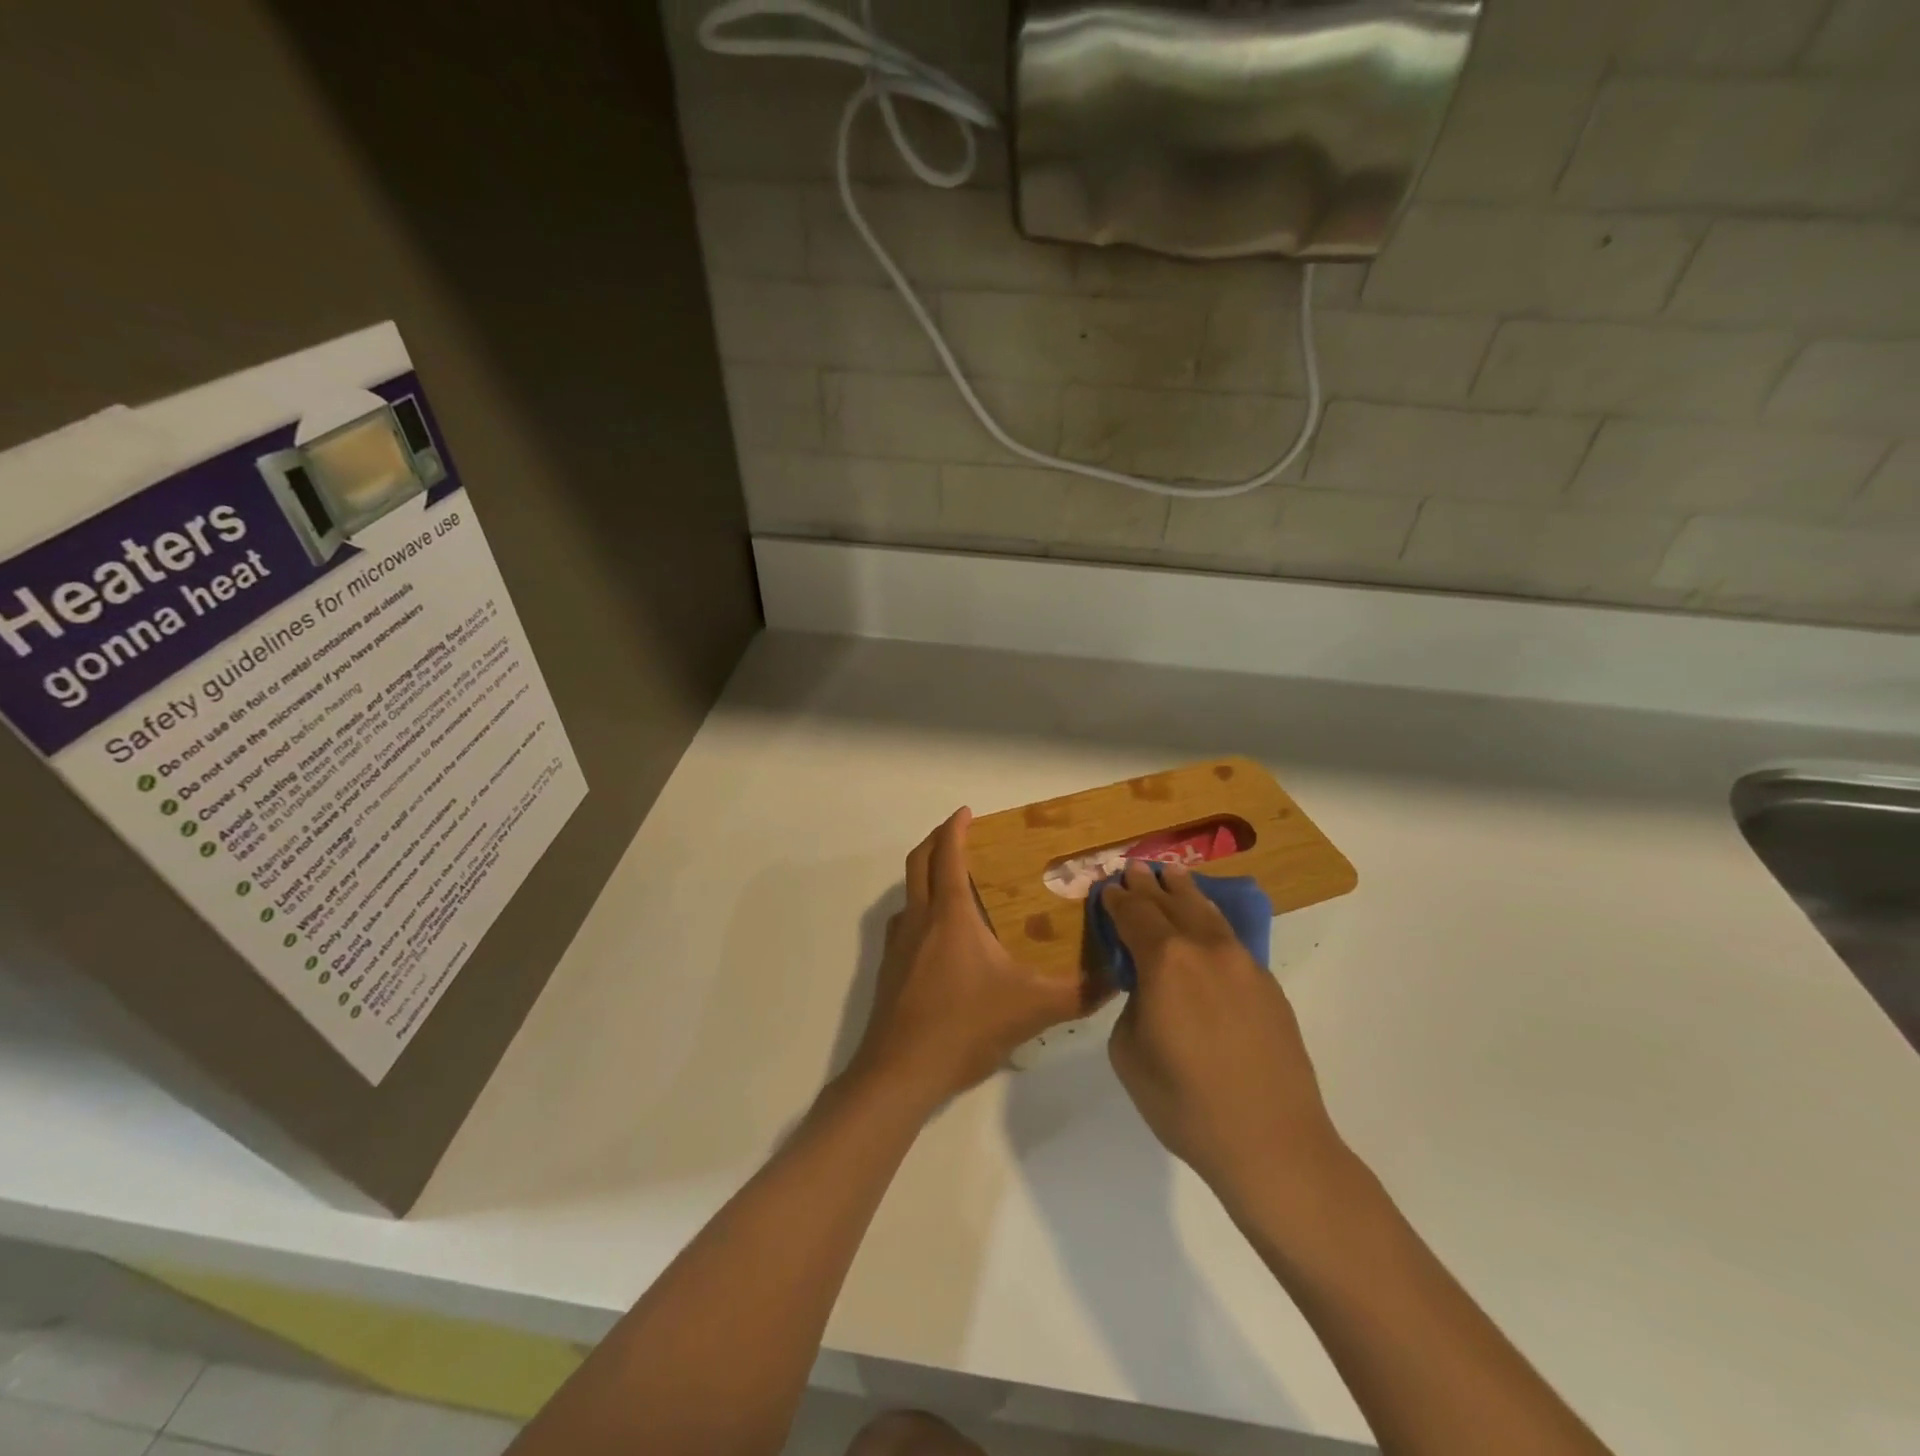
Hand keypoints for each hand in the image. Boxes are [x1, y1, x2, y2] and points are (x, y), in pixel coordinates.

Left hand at [851, 809, 1085, 1108]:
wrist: (900, 1072)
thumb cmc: (964, 1027)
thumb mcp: (1031, 1009)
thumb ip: (1078, 993)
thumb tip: (1117, 977)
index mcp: (951, 915)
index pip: (948, 855)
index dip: (956, 828)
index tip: (967, 812)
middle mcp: (919, 920)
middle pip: (918, 863)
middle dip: (936, 841)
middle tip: (959, 835)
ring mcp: (898, 945)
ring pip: (908, 894)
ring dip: (926, 877)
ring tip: (955, 886)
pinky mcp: (889, 971)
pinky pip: (905, 925)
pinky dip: (921, 913)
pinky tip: (943, 941)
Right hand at [1104, 862, 1348, 1212]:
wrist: (1271, 1142)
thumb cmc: (1185, 1102)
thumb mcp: (1128, 1053)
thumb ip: (1132, 1005)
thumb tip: (1149, 990)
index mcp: (1164, 961)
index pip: (1134, 915)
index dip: (1117, 900)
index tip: (1107, 887)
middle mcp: (1204, 948)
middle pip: (1171, 904)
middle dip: (1149, 886)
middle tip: (1136, 869)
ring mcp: (1242, 963)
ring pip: (1207, 913)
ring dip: (1185, 892)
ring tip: (1173, 875)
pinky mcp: (1267, 985)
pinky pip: (1230, 938)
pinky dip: (1210, 919)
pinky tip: (1206, 920)